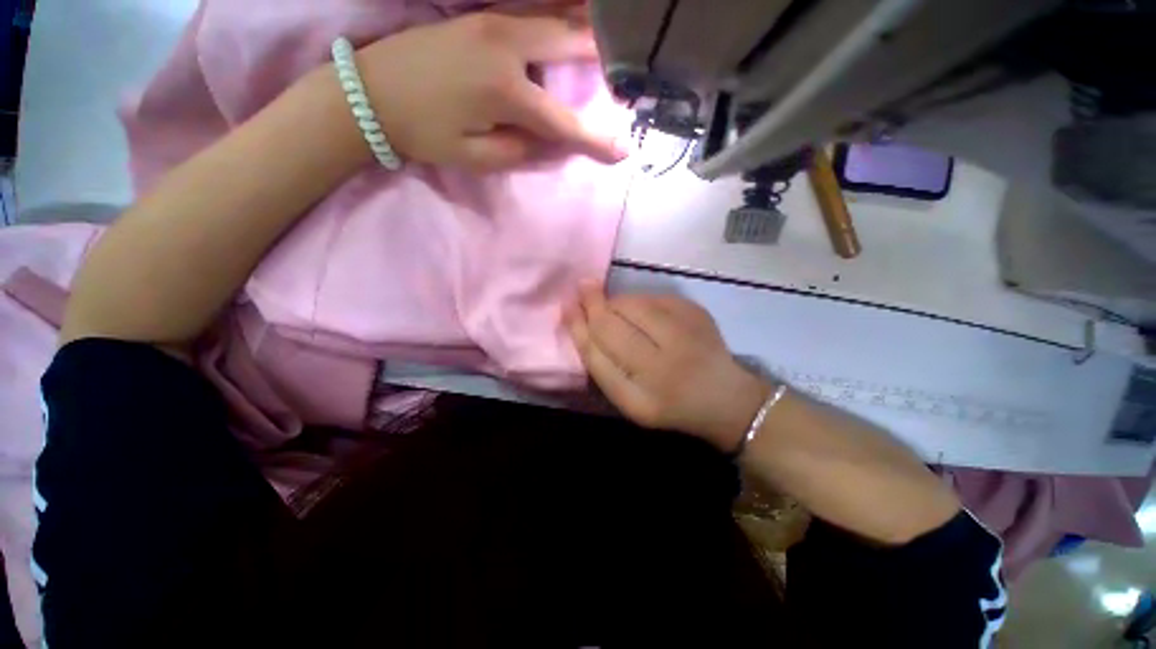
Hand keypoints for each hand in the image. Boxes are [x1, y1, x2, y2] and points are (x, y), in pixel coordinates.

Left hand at [352, 12, 627, 170]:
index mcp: (506, 92)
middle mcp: (506, 48)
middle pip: (569, 45)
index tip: (620, 153)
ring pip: (553, 22)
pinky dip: (556, 24)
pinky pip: (532, 18)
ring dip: (581, 34)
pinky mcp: (481, 18)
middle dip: (601, 59)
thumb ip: (522, 151)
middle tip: (624, 69)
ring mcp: (493, 24)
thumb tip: (552, 143)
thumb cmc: (424, 133)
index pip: (564, 123)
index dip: (595, 141)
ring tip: (605, 46)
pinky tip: (567, 29)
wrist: (369, 92)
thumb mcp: (477, 158)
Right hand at [565, 288, 771, 450]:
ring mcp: (686, 335)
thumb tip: (580, 320)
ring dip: (615, 301)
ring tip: (613, 308)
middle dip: (591, 303)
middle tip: (581, 290)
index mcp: (643, 399)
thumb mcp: (630, 401)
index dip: (578, 326)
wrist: (726, 398)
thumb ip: (603, 367)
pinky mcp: (698, 313)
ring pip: (631, 303)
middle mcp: (665, 366)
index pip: (597, 354)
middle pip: (612, 322)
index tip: (566, 306)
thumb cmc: (669, 403)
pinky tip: (641, 311)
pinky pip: (653, 297)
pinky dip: (638, 300)